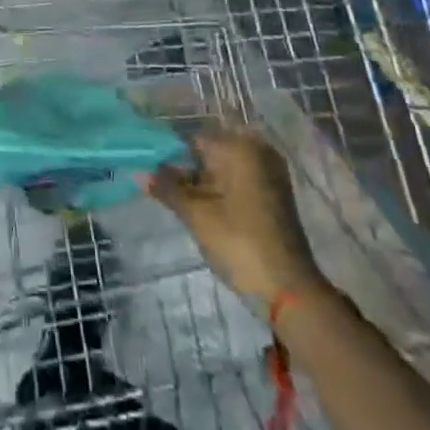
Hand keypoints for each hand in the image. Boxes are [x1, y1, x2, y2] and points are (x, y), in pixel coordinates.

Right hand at [149, 125, 324, 302]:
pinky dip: (220, 188)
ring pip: (223, 165)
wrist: (291, 291)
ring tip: (180, 200)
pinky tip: (205, 207)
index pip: (191, 138)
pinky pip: (238, 177)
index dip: (169, 155)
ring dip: (202, 180)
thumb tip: (139, 171)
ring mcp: (269, 170)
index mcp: (238, 146)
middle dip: (186, 167)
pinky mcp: (275, 192)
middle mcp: (256, 149)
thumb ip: (167, 188)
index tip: (151, 172)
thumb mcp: (197, 215)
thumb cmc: (240, 244)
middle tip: (162, 188)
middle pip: (209, 150)